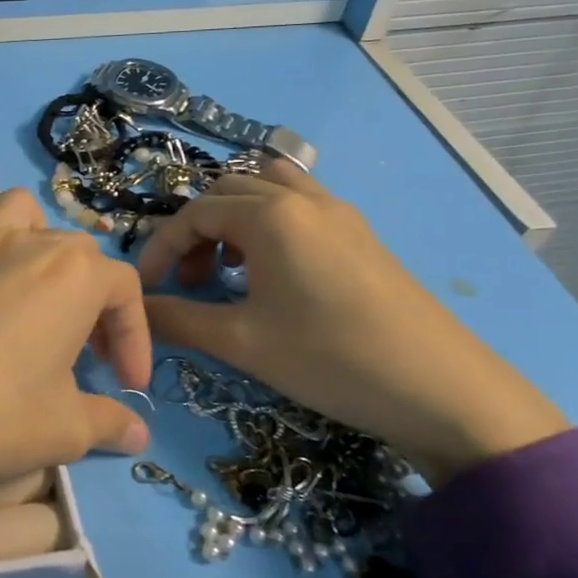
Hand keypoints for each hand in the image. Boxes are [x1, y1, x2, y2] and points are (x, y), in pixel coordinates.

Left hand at [0, 190, 152, 556]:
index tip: (126, 382)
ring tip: (28, 291)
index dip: (134, 335)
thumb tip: (138, 436)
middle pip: (75, 251)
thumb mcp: (63, 431)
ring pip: (14, 212)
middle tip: (81, 352)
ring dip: (33, 241)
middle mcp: (22, 243)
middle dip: (90, 297)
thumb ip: (108, 424)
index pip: (124, 288)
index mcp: (72, 275)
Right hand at [137, 160, 566, 481]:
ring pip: (268, 190)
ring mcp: (338, 212)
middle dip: (197, 230)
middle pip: (228, 192)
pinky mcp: (361, 233)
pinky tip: (274, 273)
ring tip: (230, 269)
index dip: (162, 247)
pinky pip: (300, 206)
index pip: (195, 213)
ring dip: (235, 218)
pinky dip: (270, 223)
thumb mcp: (243, 343)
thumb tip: (137, 311)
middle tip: (191, 281)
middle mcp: (302, 199)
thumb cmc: (329, 358)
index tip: (147, 286)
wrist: (440, 388)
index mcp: (270, 215)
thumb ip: (179, 320)